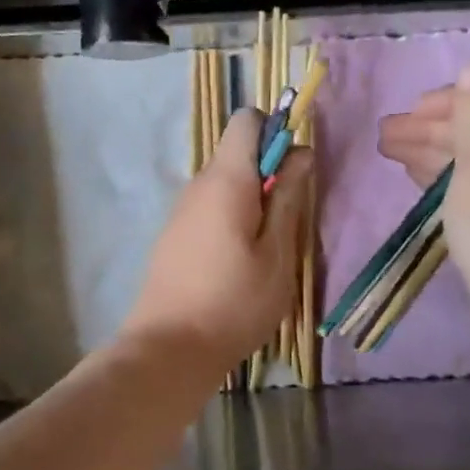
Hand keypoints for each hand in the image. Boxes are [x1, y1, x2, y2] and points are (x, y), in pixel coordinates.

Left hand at [122, 108, 311, 371]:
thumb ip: (289, 197)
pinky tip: (239, 266)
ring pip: (225, 186)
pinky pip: (210, 210)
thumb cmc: (235, 301)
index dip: (276, 132)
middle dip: (269, 175)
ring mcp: (181, 211)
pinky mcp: (174, 236)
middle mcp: (197, 185)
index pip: (247, 120)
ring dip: (252, 203)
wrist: (169, 349)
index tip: (294, 170)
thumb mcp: (277, 252)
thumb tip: (300, 151)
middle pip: (237, 155)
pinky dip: (231, 222)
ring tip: (267, 251)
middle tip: (289, 223)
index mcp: (225, 179)